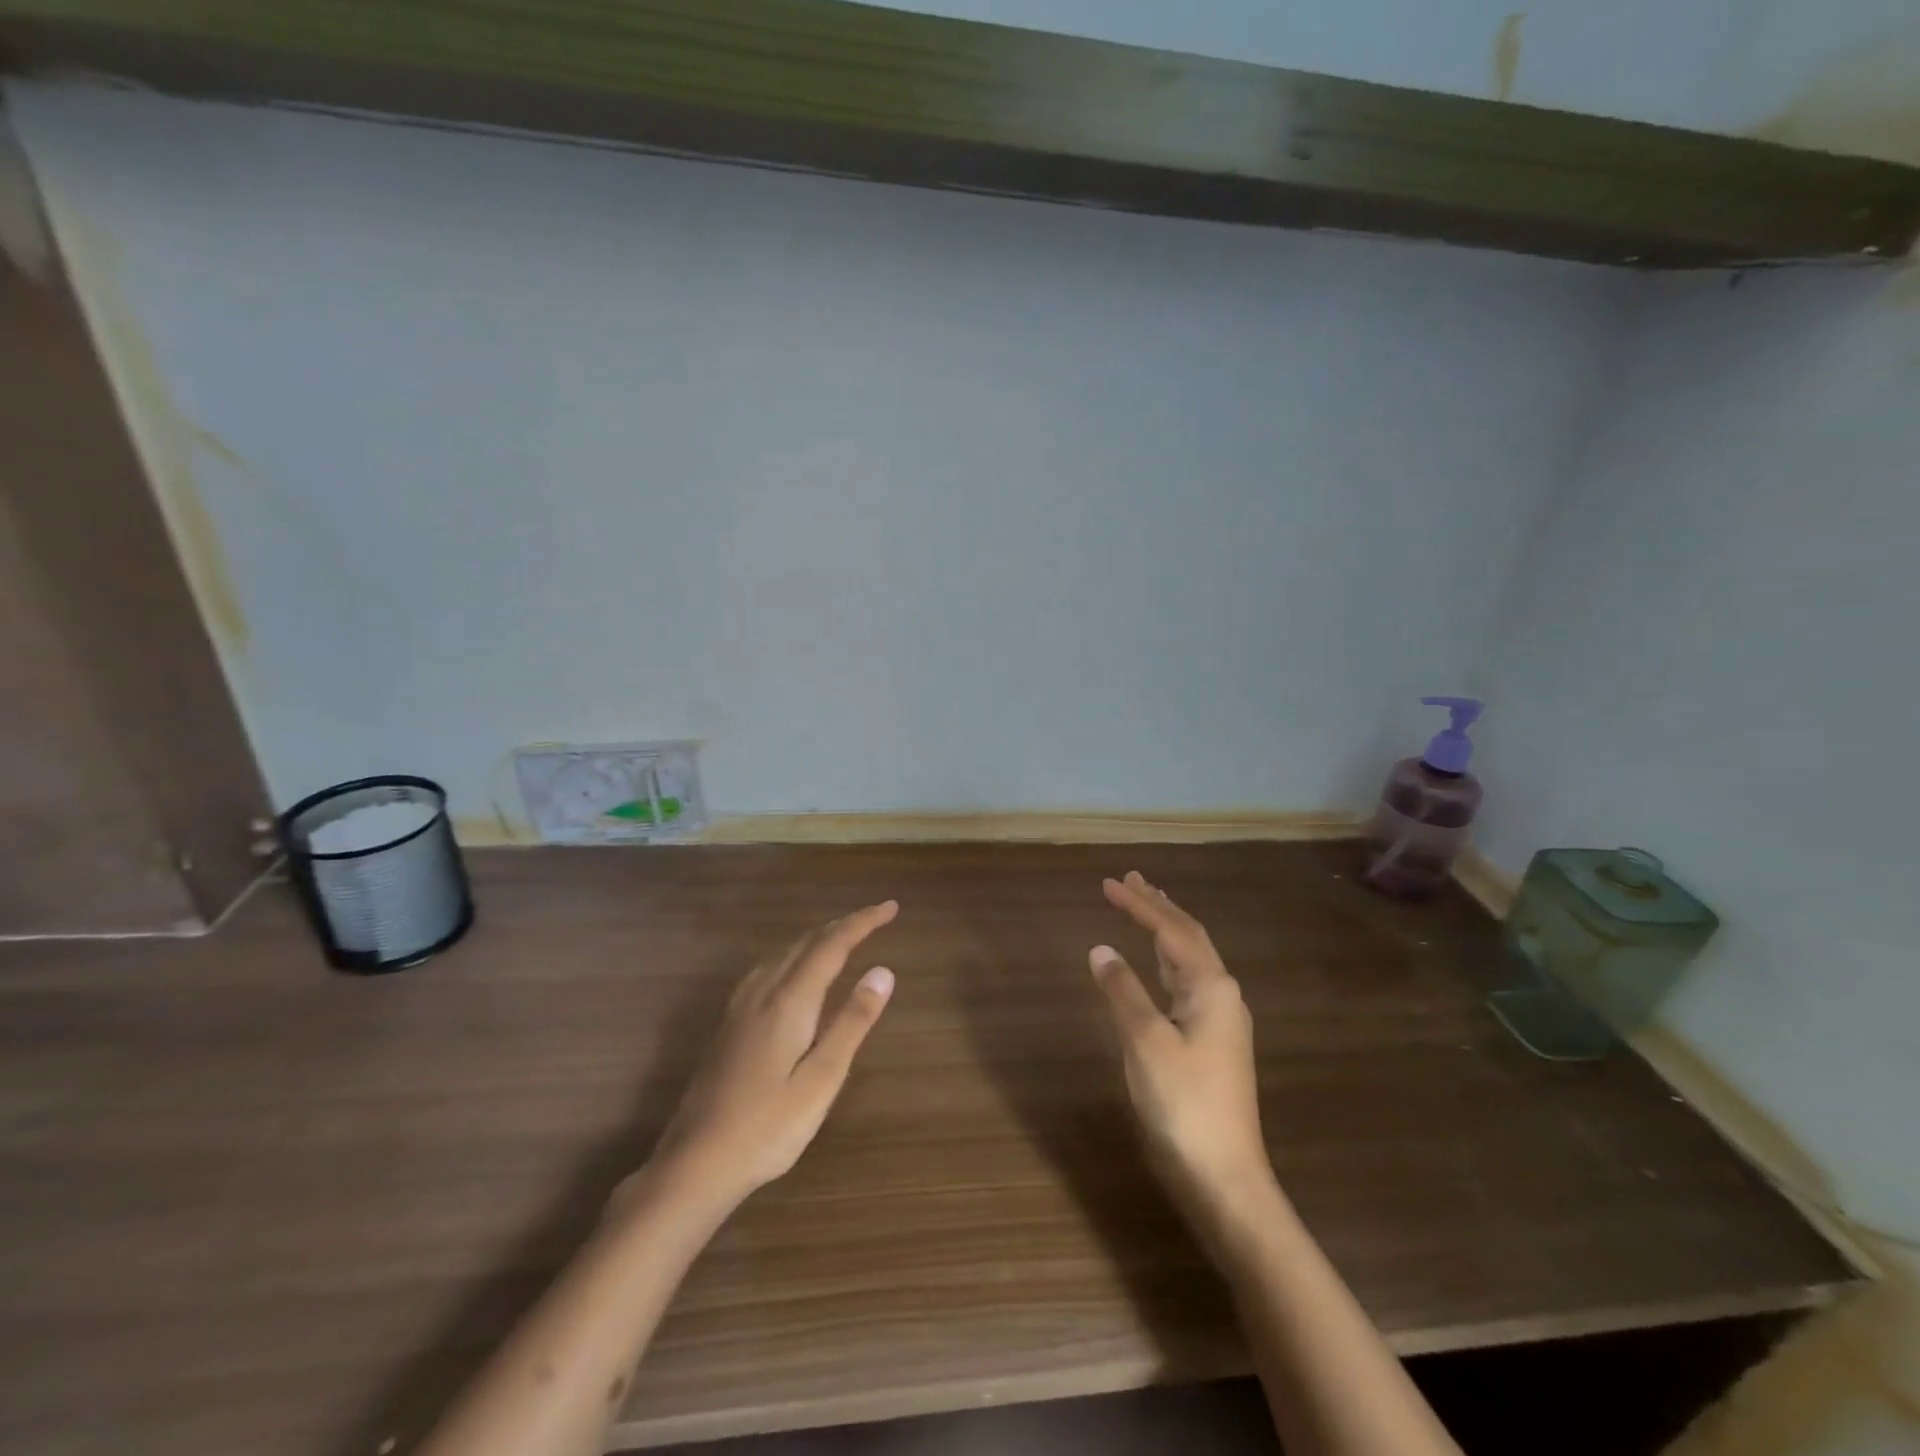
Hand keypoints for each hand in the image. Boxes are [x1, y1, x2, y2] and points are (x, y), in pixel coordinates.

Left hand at [644, 901, 898, 1208]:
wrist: (694, 1163)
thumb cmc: (767, 1127)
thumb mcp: (822, 1080)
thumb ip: (852, 1022)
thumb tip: (883, 971)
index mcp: (789, 1001)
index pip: (832, 944)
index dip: (862, 922)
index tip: (890, 907)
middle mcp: (763, 991)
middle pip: (806, 942)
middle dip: (843, 925)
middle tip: (876, 918)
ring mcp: (740, 1006)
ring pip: (785, 953)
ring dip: (818, 938)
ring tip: (845, 937)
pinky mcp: (729, 1023)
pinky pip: (770, 968)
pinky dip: (796, 955)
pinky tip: (796, 972)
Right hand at [1090, 872, 1273, 1215]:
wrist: (1224, 1176)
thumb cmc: (1184, 1104)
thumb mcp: (1145, 1042)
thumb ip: (1123, 990)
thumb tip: (1101, 949)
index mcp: (1211, 987)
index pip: (1171, 930)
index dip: (1139, 904)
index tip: (1108, 882)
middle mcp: (1221, 994)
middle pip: (1187, 936)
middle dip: (1158, 906)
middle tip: (1131, 879)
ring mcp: (1219, 1019)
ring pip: (1189, 959)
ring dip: (1164, 930)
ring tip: (1143, 905)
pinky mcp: (1210, 1041)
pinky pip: (1185, 983)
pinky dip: (1165, 960)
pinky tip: (1155, 963)